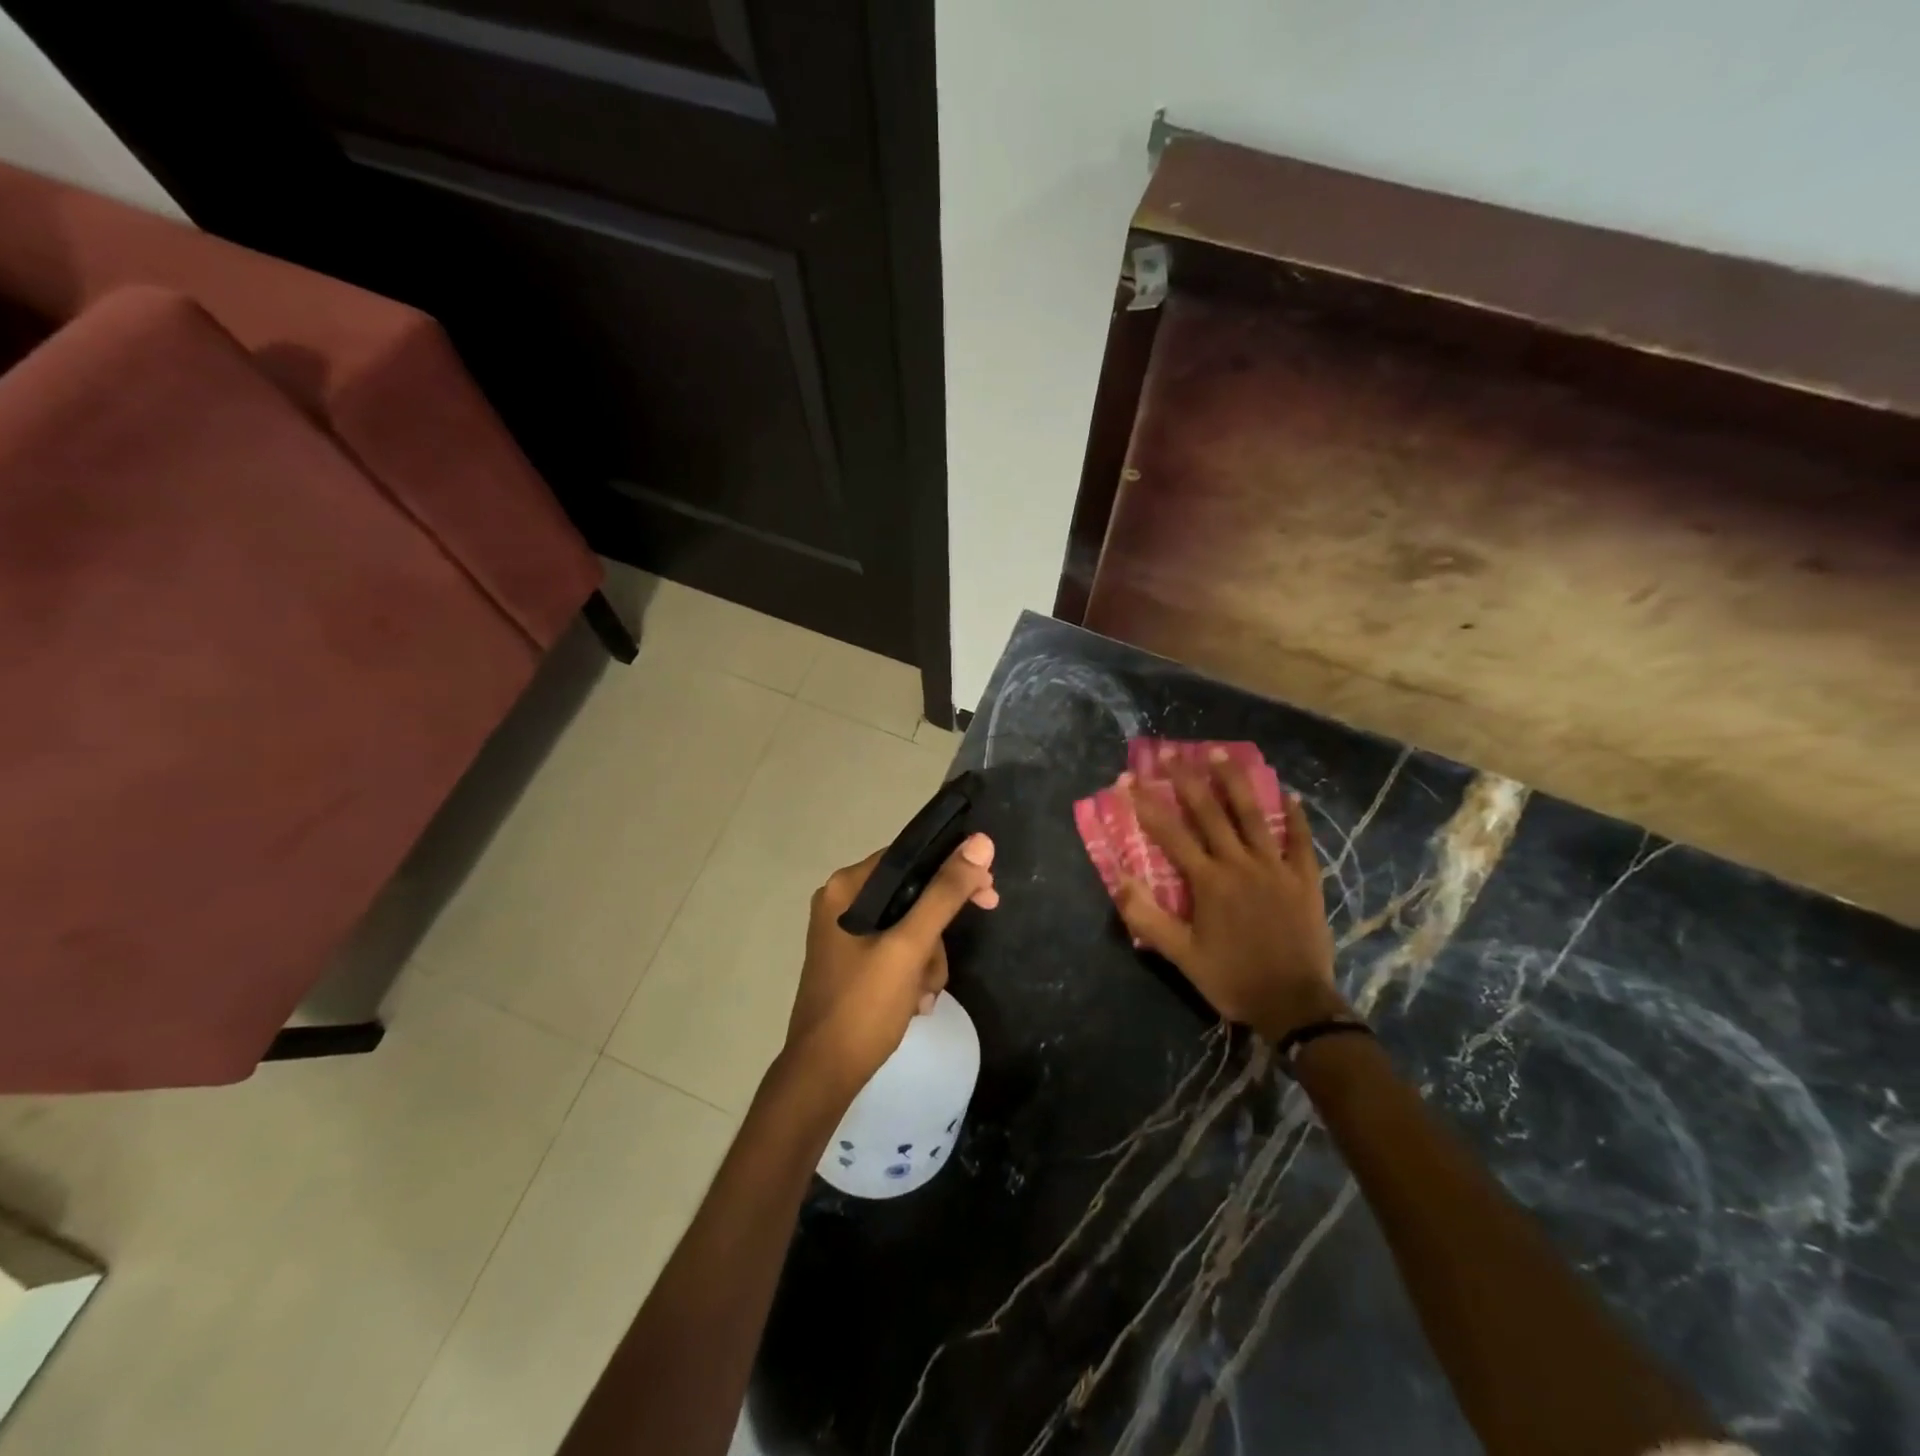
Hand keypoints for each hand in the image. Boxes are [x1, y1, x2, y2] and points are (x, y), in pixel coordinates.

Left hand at [784, 833, 998, 1096]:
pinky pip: (896, 951)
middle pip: (911, 894)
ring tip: (924, 994)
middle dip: (937, 931)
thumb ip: (944, 894)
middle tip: (963, 948)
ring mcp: (845, 935)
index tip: (988, 893)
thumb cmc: (864, 1007)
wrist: (823, 1076)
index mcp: (846, 888)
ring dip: (928, 960)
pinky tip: (915, 1003)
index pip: (909, 858)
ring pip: (909, 927)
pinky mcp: (853, 962)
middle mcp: (841, 903)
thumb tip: (980, 843)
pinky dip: (913, 973)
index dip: (952, 870)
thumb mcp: (910, 947)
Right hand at [1117, 752, 1343, 1040]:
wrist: (1295, 1006)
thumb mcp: (1181, 956)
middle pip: (1210, 812)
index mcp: (1208, 882)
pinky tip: (1289, 793)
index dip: (1146, 804)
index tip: (1128, 779)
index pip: (1170, 834)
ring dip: (1235, 781)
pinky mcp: (1304, 880)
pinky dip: (1295, 816)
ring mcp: (1276, 869)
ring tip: (1220, 752)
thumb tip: (1119, 880)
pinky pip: (1300, 841)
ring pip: (1253, 815)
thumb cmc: (1232, 979)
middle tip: (1172, 751)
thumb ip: (1148, 917)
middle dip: (1187, 779)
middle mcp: (1240, 864)